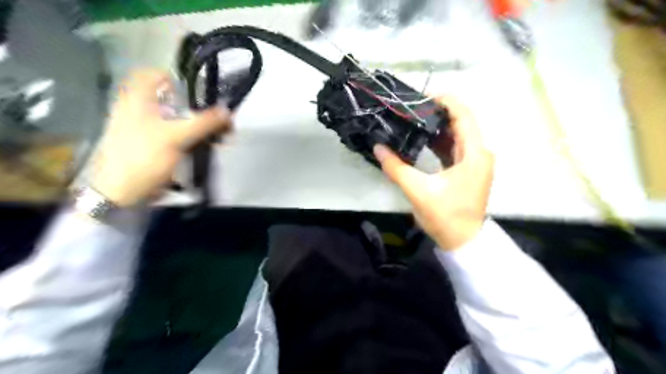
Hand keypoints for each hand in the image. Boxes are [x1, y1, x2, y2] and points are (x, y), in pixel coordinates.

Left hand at [91, 68, 231, 205]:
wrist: (121, 193)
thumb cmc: (143, 158)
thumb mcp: (176, 138)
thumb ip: (203, 122)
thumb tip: (228, 110)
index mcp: (137, 99)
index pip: (154, 75)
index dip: (177, 81)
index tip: (197, 95)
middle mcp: (140, 109)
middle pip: (171, 99)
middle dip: (198, 108)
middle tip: (217, 120)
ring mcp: (146, 129)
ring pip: (177, 118)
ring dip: (199, 125)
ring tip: (219, 138)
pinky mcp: (152, 146)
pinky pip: (177, 135)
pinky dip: (193, 138)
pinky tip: (207, 148)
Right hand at [374, 97, 493, 250]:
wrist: (463, 242)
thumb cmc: (446, 216)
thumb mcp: (419, 191)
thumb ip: (397, 168)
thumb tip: (378, 147)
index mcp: (474, 153)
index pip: (463, 114)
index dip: (444, 100)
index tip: (420, 96)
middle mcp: (479, 152)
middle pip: (461, 121)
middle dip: (437, 112)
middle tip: (411, 108)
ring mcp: (474, 162)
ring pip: (457, 134)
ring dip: (437, 126)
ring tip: (412, 119)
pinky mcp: (467, 170)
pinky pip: (454, 148)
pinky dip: (439, 141)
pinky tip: (421, 139)